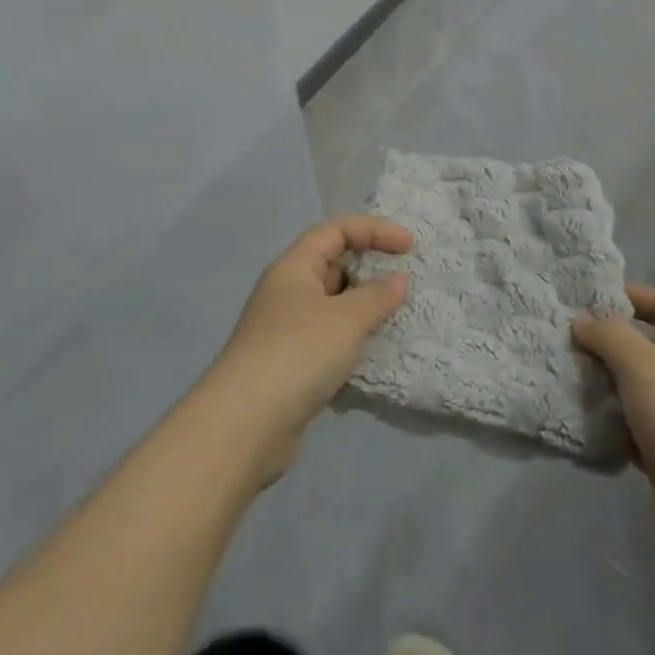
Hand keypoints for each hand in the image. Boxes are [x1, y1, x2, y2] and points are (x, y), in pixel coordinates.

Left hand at [203, 215, 411, 483]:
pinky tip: (375, 357)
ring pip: (333, 306)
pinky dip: (353, 342)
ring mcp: (286, 330)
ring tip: (398, 320)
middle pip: (333, 265)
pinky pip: (329, 340)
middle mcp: (287, 291)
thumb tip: (397, 280)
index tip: (409, 247)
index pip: (336, 230)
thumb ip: (377, 296)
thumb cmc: (298, 353)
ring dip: (364, 310)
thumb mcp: (346, 318)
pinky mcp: (291, 365)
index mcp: (294, 267)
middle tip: (405, 284)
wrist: (245, 424)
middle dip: (370, 270)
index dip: (374, 230)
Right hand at [574, 286, 654, 575]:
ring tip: (566, 375)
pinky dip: (610, 421)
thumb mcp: (642, 365)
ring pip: (638, 387)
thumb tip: (583, 321)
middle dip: (609, 340)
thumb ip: (609, 335)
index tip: (590, 298)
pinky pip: (634, 425)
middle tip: (568, 338)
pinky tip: (582, 420)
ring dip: (605, 382)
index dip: (632, 294)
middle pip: (649, 345)